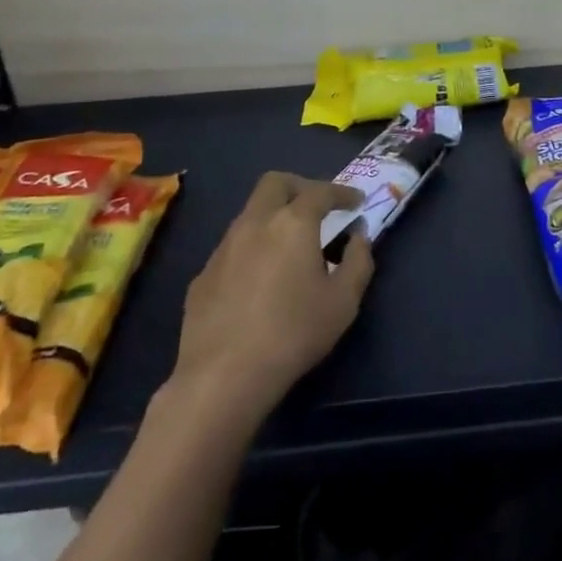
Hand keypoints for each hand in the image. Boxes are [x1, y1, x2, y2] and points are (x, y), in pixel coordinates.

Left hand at [166, 172, 372, 420]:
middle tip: (318, 207)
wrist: (223, 377)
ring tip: (290, 245)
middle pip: (275, 183)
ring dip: (274, 216)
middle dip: (300, 186)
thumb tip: (359, 238)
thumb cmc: (294, 333)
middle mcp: (255, 224)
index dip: (342, 192)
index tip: (356, 201)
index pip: (320, 191)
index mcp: (292, 223)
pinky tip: (260, 280)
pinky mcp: (202, 276)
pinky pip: (233, 247)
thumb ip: (358, 261)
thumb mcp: (344, 301)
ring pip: (250, 213)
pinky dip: (253, 248)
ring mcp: (223, 248)